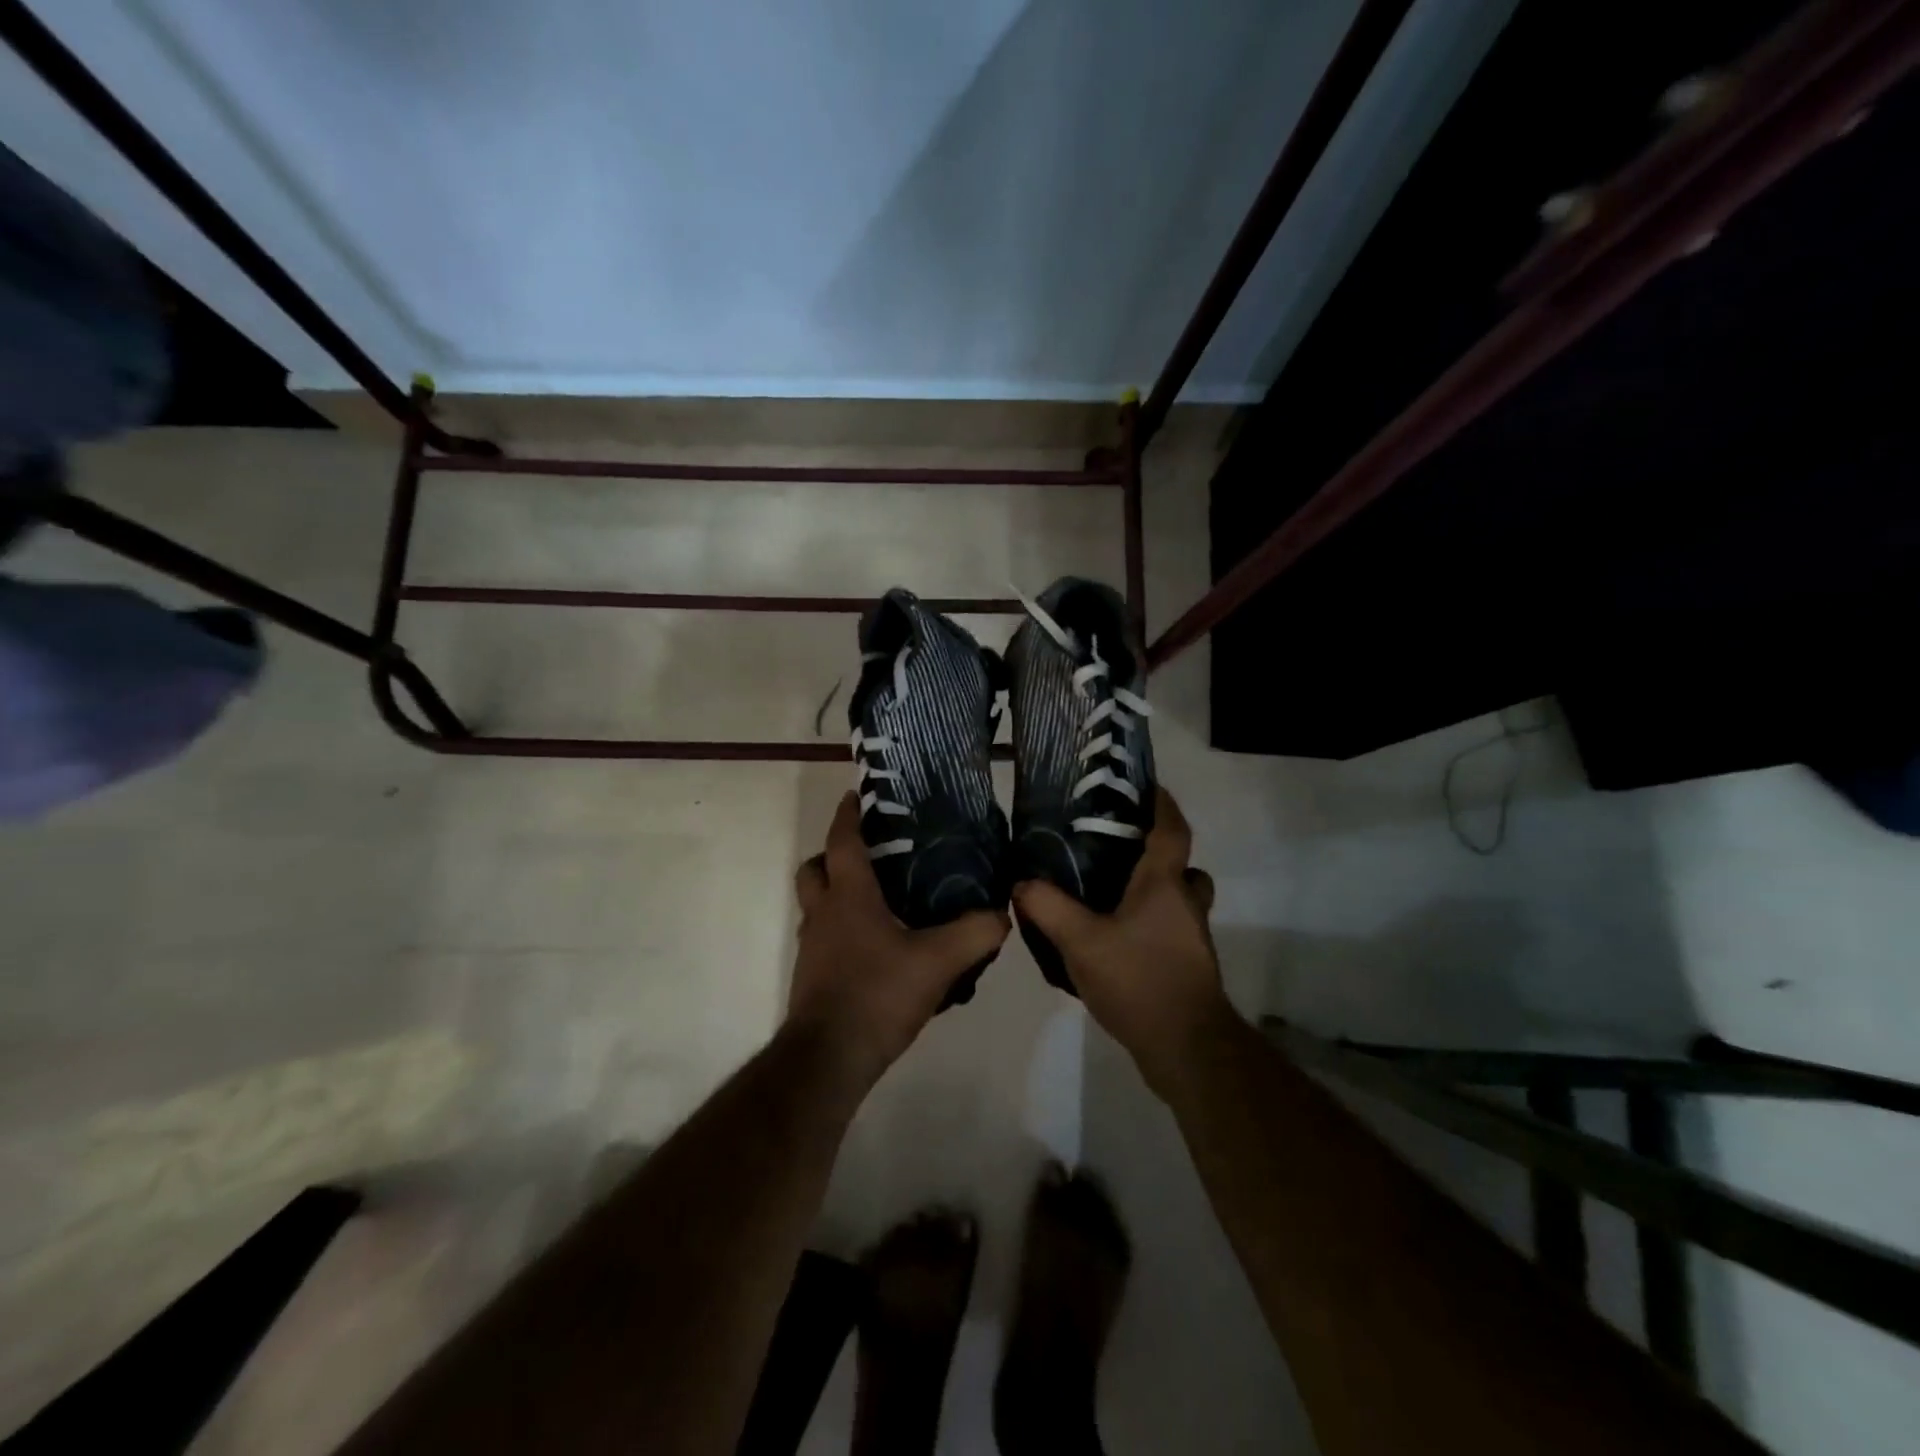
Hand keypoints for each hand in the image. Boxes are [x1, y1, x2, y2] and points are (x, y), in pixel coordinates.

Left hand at [789, 792, 1010, 1086]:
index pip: (843, 841)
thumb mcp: (938, 961)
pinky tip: (877, 948)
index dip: (848, 815)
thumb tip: (1001, 914)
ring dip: (837, 895)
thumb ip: (975, 933)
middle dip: (833, 855)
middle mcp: (823, 914)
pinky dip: (843, 931)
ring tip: (880, 900)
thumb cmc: (877, 994)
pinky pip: (824, 938)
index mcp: (848, 897)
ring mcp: (812, 947)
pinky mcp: (813, 977)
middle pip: (814, 869)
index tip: (857, 796)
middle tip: (870, 854)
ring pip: (816, 905)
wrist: (829, 1058)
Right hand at [1012, 788, 1232, 1095]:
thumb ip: (1048, 908)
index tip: (1148, 786)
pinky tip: (1117, 940)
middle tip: (1120, 850)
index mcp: (1165, 885)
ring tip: (1112, 896)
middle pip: (1183, 867)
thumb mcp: (1081, 941)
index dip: (1163, 805)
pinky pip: (1172, 929)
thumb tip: (1021, 882)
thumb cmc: (1139, 979)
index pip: (1172, 830)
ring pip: (1180, 900)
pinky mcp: (1188, 966)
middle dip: (1159, 854)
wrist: (1187, 1047)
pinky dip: (1152, 924)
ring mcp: (1192, 938)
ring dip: (1157, 892)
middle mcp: (1185, 904)